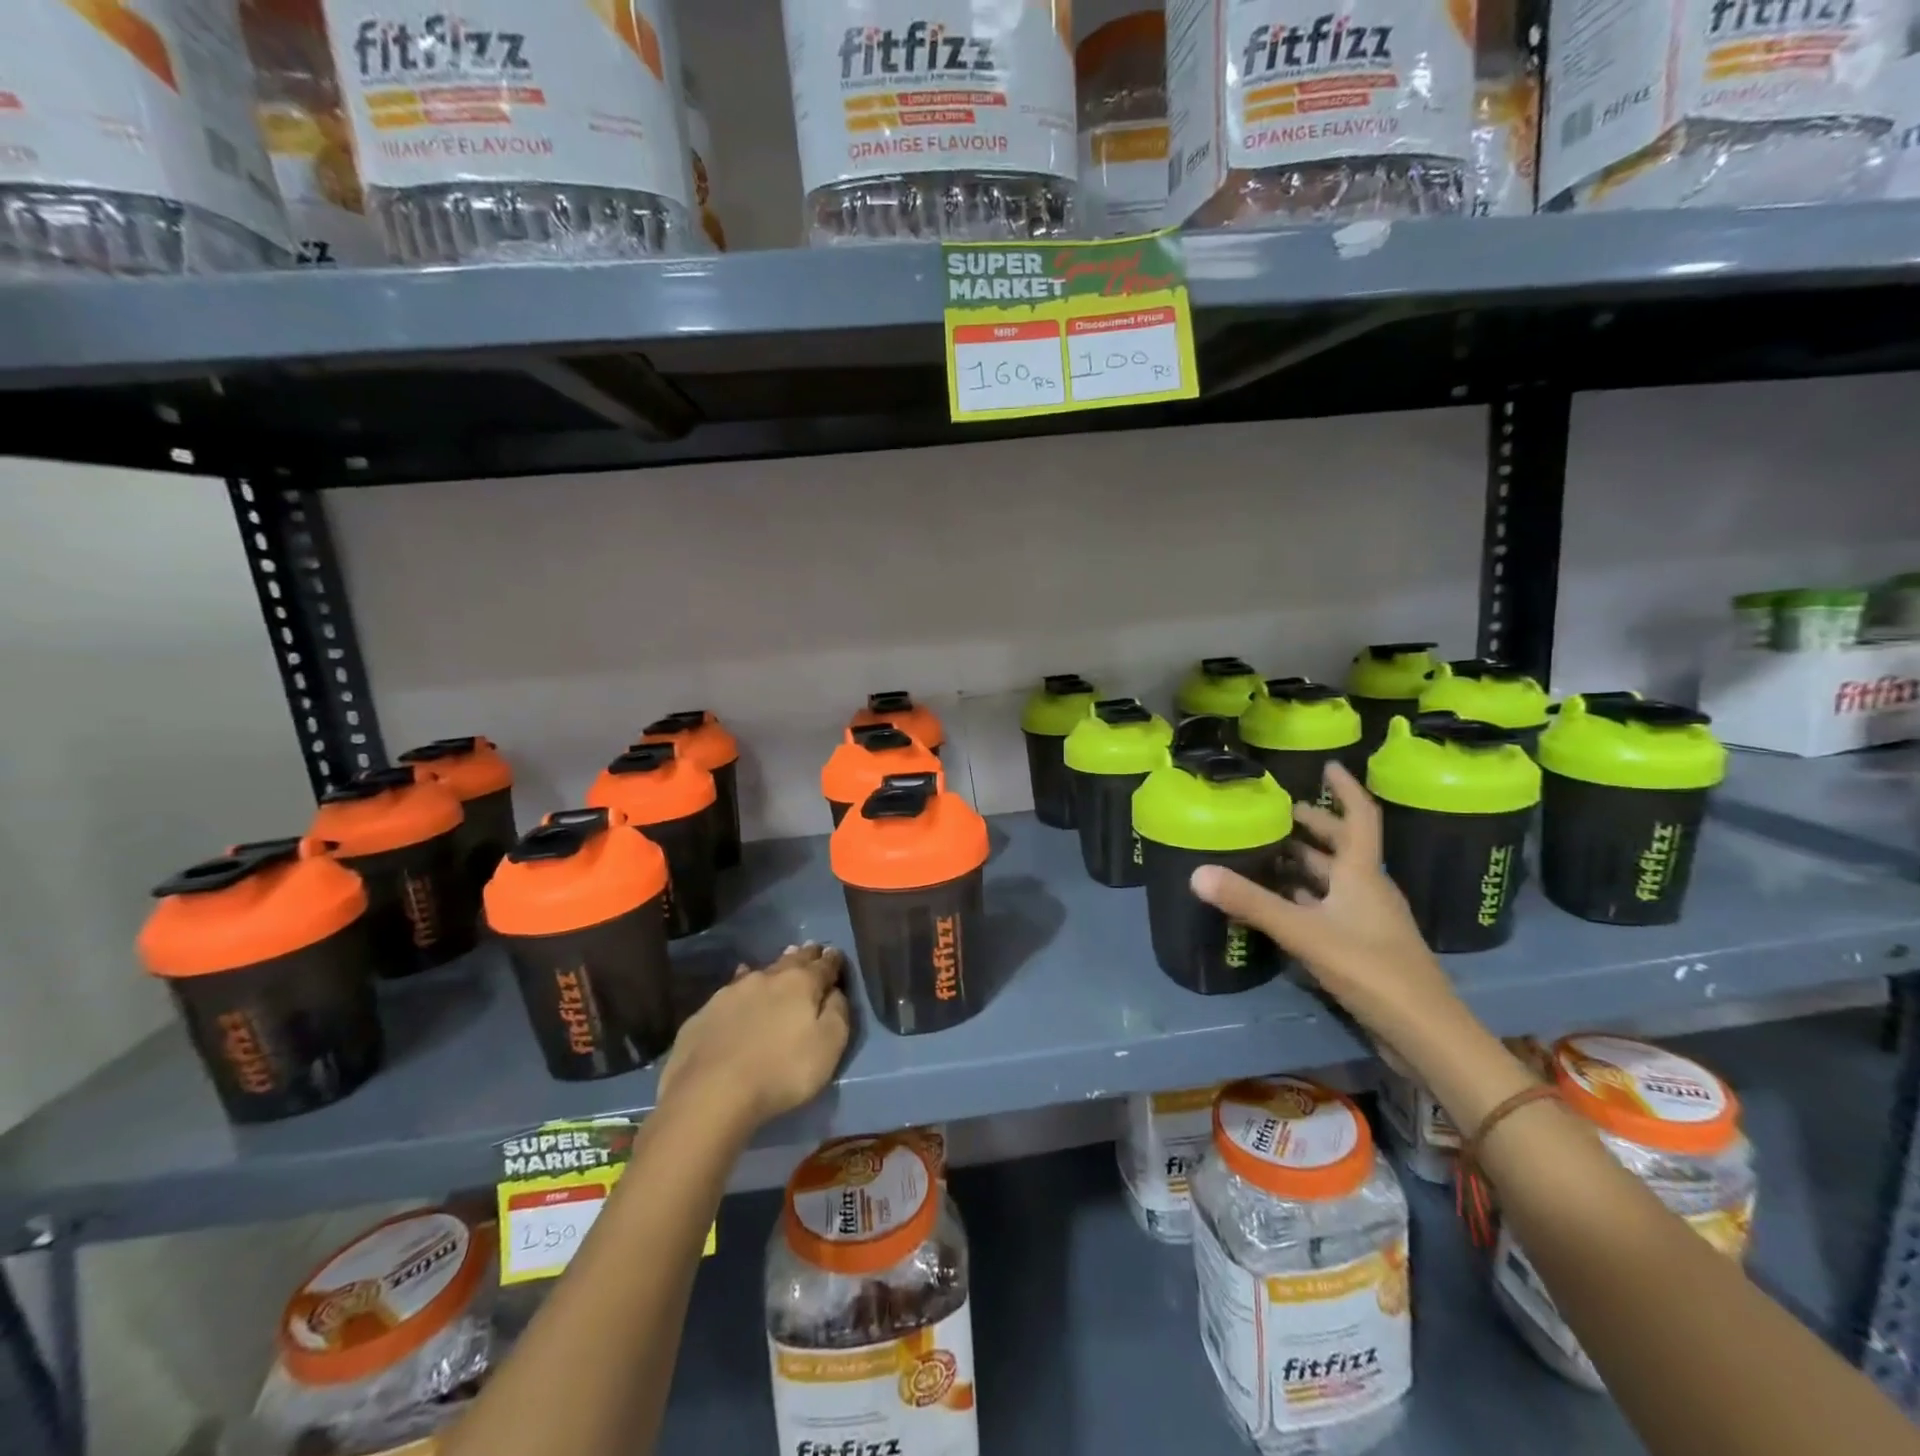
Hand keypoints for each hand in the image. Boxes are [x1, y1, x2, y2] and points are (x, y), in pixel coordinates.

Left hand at [658, 943, 850, 1137]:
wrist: (710, 1092)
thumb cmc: (781, 1071)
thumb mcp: (828, 1047)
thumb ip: (838, 1013)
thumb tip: (835, 991)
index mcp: (801, 984)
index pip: (824, 965)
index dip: (833, 960)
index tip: (836, 954)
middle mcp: (768, 977)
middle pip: (793, 960)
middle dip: (806, 954)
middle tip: (813, 948)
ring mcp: (733, 991)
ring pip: (762, 970)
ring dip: (776, 967)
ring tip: (783, 959)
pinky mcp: (706, 1011)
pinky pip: (732, 988)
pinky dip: (742, 984)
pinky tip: (739, 985)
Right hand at [1189, 762, 1459, 1047]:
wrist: (1423, 1032)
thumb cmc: (1370, 968)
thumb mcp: (1304, 932)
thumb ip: (1251, 902)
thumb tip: (1197, 873)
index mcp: (1362, 873)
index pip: (1359, 816)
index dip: (1345, 789)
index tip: (1327, 765)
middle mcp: (1368, 888)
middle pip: (1343, 846)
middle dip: (1314, 826)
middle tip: (1279, 814)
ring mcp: (1369, 919)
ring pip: (1335, 879)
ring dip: (1306, 863)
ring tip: (1269, 852)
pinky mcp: (1364, 946)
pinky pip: (1330, 907)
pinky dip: (1306, 897)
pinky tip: (1281, 903)